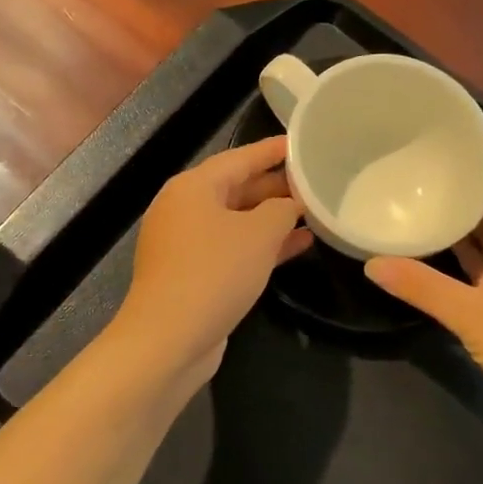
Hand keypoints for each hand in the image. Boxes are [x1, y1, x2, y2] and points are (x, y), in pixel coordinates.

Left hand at [113, 136, 312, 383]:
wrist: (168, 339)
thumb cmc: (214, 273)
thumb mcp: (259, 234)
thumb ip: (281, 210)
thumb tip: (289, 205)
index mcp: (193, 188)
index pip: (240, 157)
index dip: (273, 151)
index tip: (302, 144)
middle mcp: (184, 210)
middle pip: (236, 188)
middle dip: (276, 187)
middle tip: (315, 182)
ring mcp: (186, 244)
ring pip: (237, 221)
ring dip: (273, 219)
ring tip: (313, 213)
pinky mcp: (192, 274)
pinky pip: (233, 249)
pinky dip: (262, 246)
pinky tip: (298, 246)